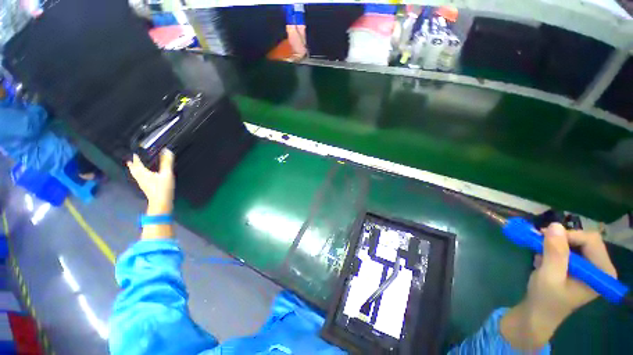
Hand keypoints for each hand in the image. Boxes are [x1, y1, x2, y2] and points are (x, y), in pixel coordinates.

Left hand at [127, 149, 174, 214]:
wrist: (161, 203)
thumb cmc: (163, 188)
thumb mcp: (166, 174)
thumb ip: (167, 162)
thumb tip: (167, 151)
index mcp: (144, 173)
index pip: (138, 164)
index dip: (136, 159)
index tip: (134, 154)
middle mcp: (141, 178)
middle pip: (134, 170)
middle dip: (132, 165)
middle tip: (130, 161)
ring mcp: (143, 184)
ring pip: (136, 176)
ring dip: (135, 171)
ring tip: (134, 168)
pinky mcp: (146, 188)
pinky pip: (140, 179)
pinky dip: (139, 176)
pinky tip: (144, 178)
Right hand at [501, 223, 616, 349]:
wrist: (539, 312)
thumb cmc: (546, 298)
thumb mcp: (549, 276)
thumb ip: (555, 252)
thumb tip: (554, 225)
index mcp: (602, 272)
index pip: (591, 241)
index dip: (568, 236)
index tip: (544, 238)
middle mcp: (600, 267)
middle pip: (584, 239)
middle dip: (560, 239)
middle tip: (538, 242)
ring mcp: (590, 267)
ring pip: (575, 241)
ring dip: (554, 245)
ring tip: (539, 255)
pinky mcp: (580, 266)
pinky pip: (568, 248)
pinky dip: (553, 249)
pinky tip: (543, 260)